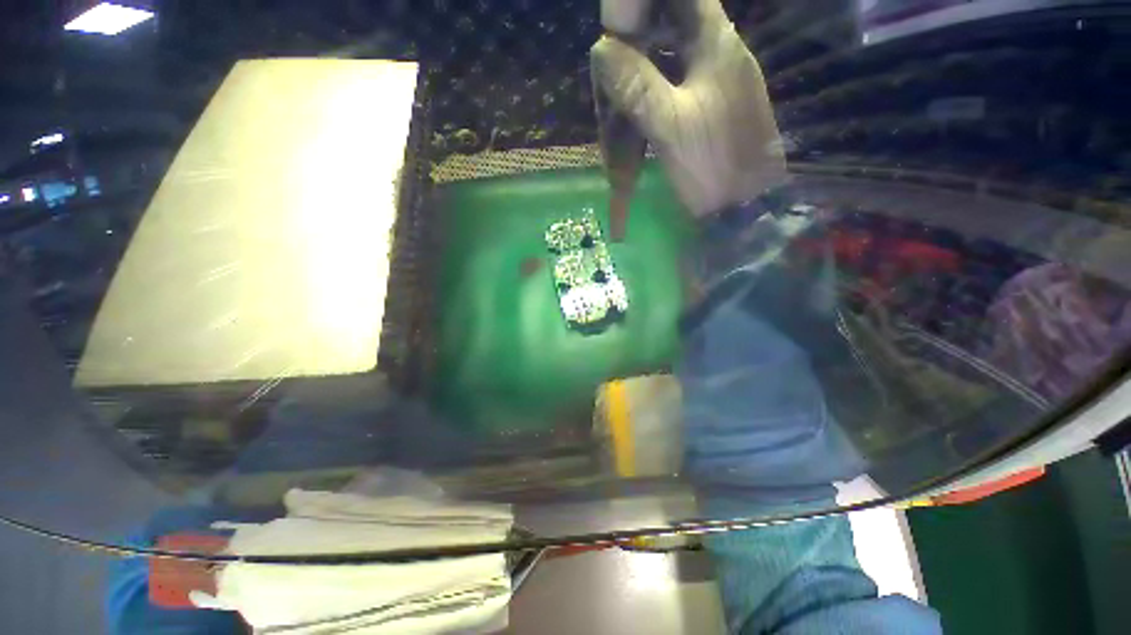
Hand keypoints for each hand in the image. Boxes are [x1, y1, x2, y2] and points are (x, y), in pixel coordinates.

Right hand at [591, 0, 787, 216]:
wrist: (744, 205)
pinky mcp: (715, 102)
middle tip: (612, 66)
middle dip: (638, 36)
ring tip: (619, 91)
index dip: (643, 3)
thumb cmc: (712, 166)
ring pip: (674, 51)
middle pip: (673, 20)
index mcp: (715, 43)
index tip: (617, 26)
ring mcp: (719, 77)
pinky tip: (640, 106)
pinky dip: (655, 86)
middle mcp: (720, 50)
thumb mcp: (670, 127)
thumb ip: (638, 86)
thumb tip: (601, 48)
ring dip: (644, 64)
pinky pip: (679, 79)